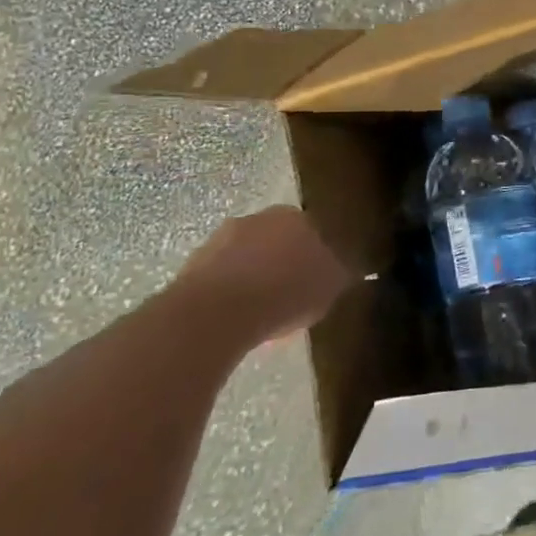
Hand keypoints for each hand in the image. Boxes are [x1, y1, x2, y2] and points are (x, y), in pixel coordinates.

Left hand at [172, 206, 352, 341]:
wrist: (218, 311)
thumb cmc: (286, 292)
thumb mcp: (331, 285)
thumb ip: (339, 273)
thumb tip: (343, 270)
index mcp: (296, 216)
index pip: (314, 230)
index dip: (318, 256)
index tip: (318, 280)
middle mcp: (258, 218)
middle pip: (277, 241)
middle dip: (283, 264)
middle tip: (291, 296)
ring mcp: (221, 239)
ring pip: (247, 258)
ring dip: (255, 278)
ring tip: (263, 313)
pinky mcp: (193, 265)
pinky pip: (223, 279)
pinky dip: (231, 294)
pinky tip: (238, 319)